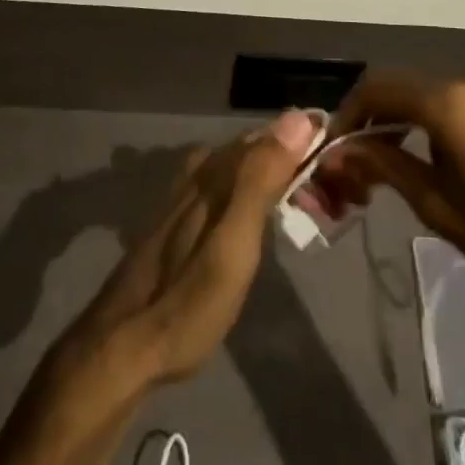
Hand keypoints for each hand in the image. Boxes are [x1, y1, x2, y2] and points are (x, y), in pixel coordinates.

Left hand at [68, 110, 319, 385]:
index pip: (272, 136)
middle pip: (257, 150)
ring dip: (280, 179)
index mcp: (214, 171)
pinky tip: (264, 216)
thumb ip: (261, 178)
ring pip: (243, 169)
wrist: (121, 347)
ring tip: (311, 207)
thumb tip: (297, 117)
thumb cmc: (187, 300)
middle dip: (297, 164)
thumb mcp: (234, 242)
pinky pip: (229, 188)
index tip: (343, 167)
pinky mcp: (179, 221)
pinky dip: (257, 194)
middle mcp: (199, 173)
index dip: (309, 145)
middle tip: (334, 198)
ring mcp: (185, 196)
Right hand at [319, 63, 464, 340]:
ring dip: (462, 117)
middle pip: (433, 90)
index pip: (385, 88)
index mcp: (457, 103)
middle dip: (413, 122)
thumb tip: (342, 149)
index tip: (348, 138)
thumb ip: (387, 166)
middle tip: (410, 162)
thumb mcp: (443, 211)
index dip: (358, 110)